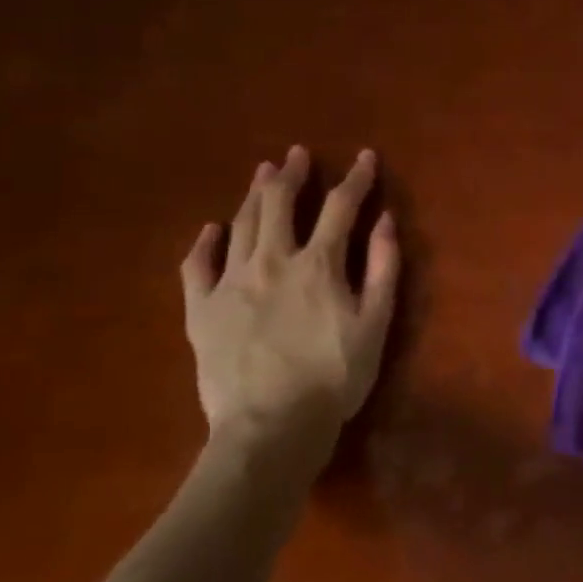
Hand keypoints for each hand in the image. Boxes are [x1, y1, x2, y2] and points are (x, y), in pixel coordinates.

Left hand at [180, 146, 398, 481]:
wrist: (271, 426)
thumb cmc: (335, 377)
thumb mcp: (376, 323)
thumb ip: (383, 268)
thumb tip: (385, 220)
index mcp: (318, 264)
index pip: (341, 207)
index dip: (356, 179)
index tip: (365, 157)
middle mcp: (272, 261)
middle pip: (281, 204)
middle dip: (293, 174)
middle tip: (297, 155)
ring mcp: (231, 284)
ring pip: (242, 224)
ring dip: (255, 194)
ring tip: (263, 173)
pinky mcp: (202, 310)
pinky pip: (197, 266)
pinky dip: (205, 243)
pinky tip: (212, 229)